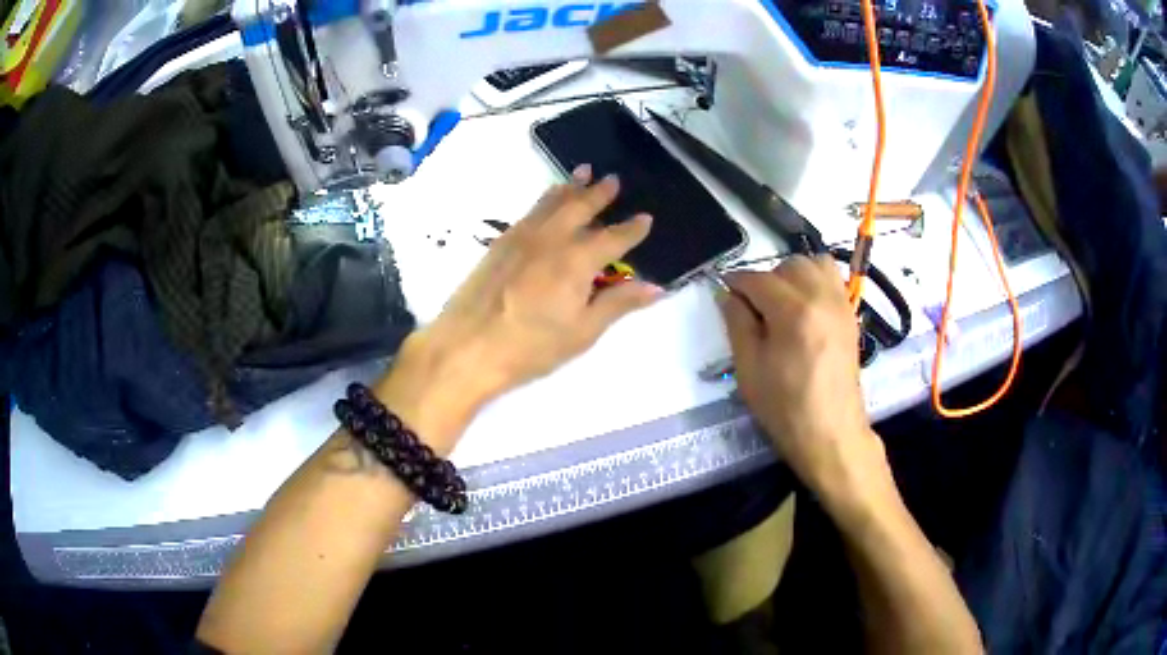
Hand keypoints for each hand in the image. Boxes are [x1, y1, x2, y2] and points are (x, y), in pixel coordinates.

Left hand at [383, 166, 660, 441]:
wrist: (467, 347)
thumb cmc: (531, 347)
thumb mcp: (583, 332)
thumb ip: (618, 304)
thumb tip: (656, 286)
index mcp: (578, 260)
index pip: (614, 238)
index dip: (632, 229)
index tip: (646, 218)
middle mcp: (552, 238)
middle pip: (580, 207)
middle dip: (599, 193)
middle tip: (613, 179)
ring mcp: (522, 237)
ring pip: (551, 202)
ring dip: (570, 187)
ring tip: (583, 172)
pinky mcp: (500, 243)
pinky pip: (529, 211)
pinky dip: (544, 199)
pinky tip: (546, 200)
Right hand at [720, 256, 887, 500]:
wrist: (831, 432)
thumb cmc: (785, 407)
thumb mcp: (749, 368)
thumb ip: (737, 323)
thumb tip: (727, 294)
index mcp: (793, 312)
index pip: (757, 279)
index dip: (736, 283)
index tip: (723, 293)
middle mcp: (821, 297)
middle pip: (788, 265)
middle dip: (766, 279)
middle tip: (755, 309)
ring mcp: (841, 304)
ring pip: (814, 264)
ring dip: (793, 275)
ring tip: (782, 303)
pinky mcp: (850, 314)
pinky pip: (832, 279)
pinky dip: (815, 281)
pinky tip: (804, 308)